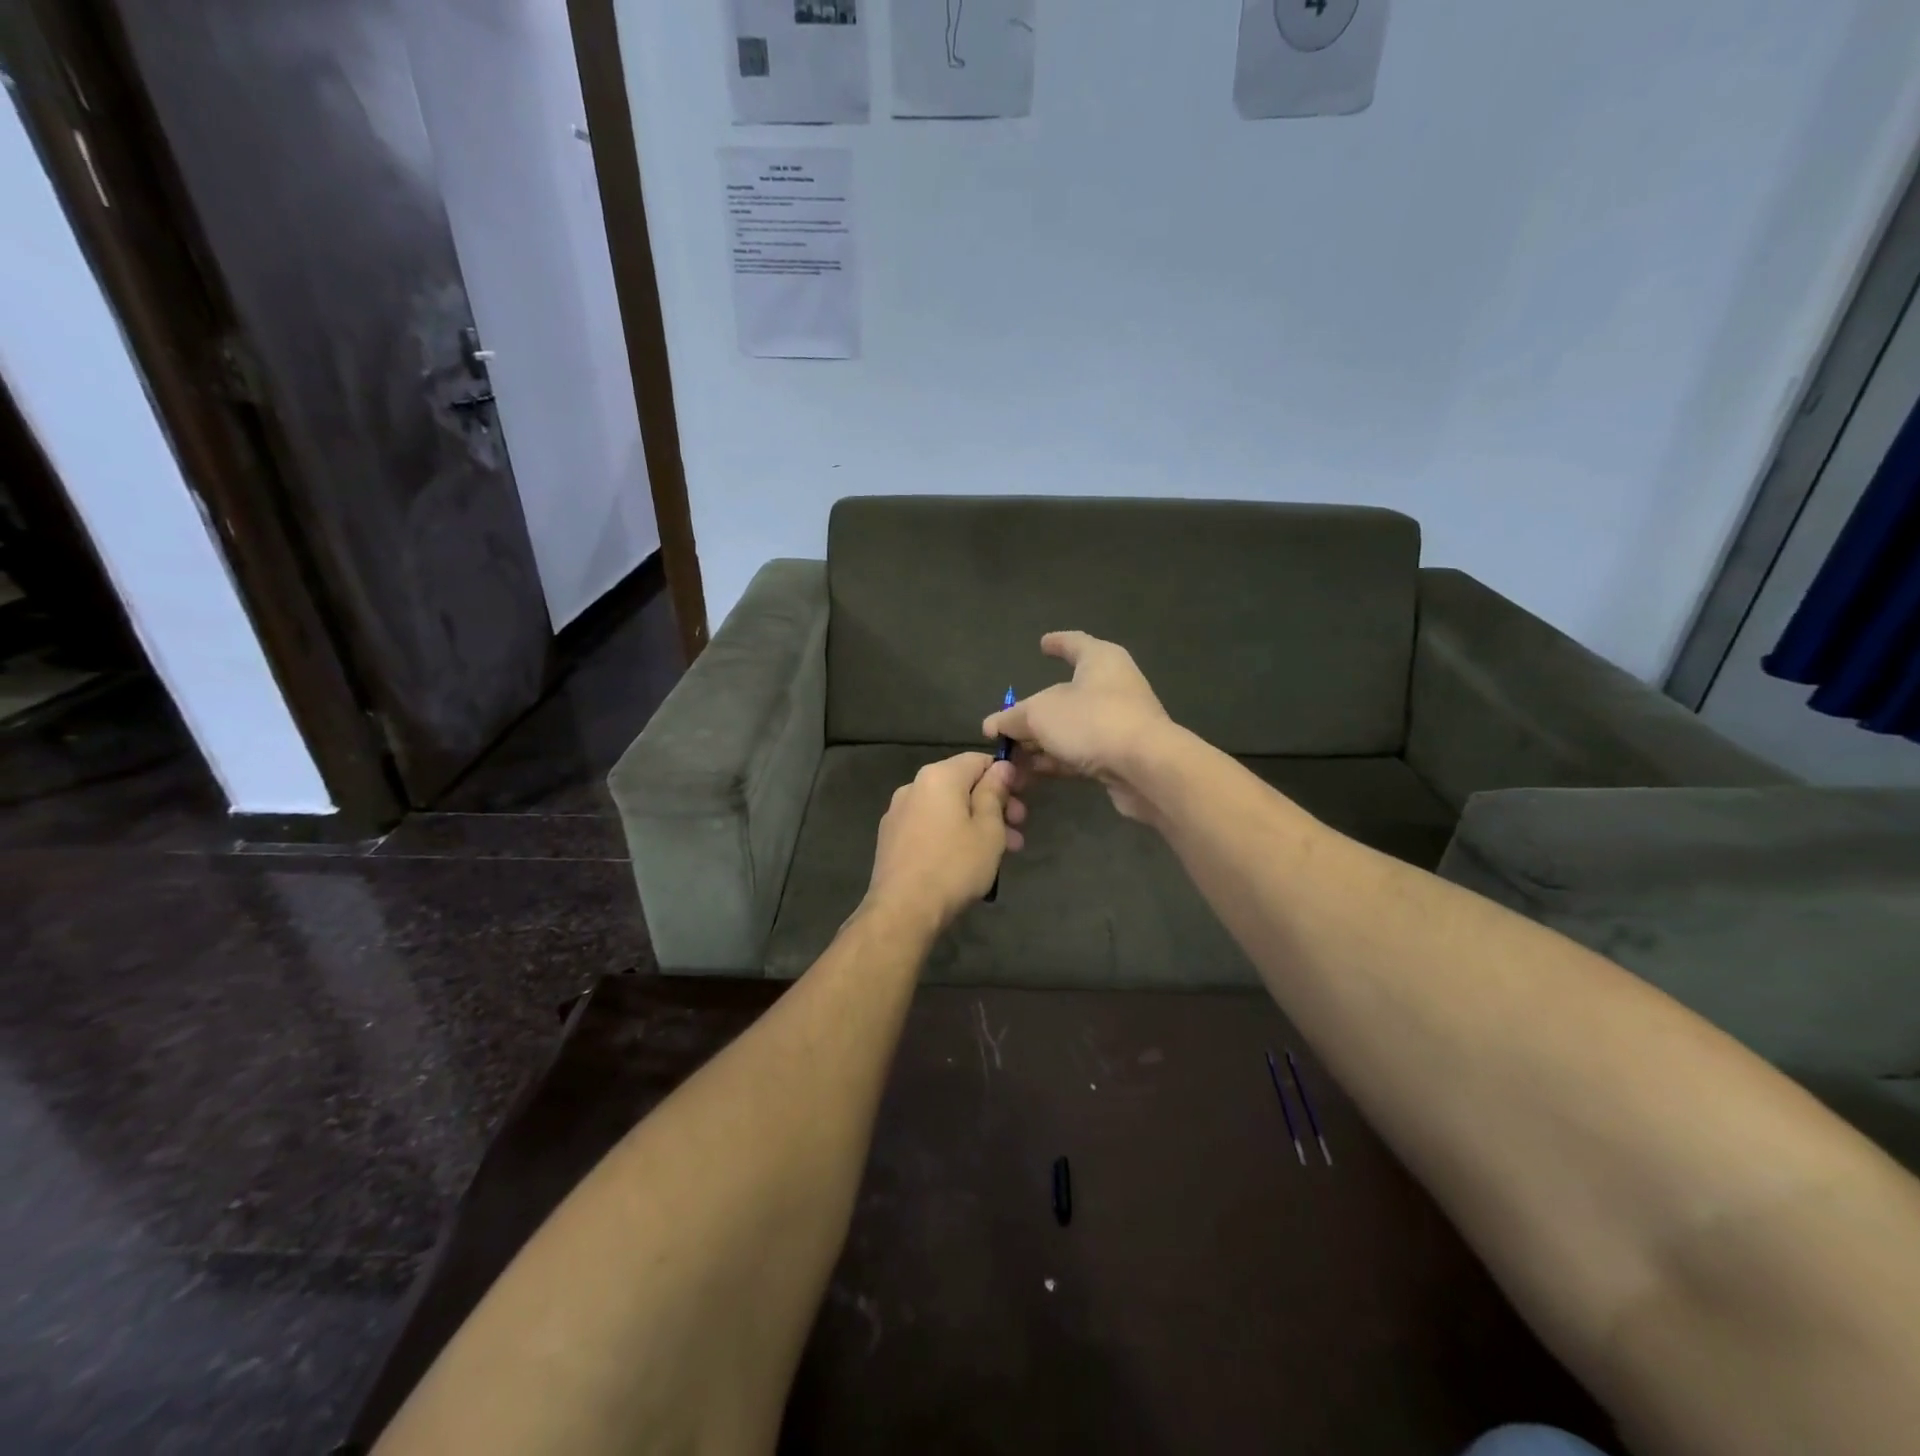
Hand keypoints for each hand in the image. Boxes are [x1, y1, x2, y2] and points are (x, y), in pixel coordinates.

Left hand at [864, 752, 1025, 932]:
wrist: (903, 909)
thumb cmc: (954, 865)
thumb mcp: (989, 829)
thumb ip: (995, 793)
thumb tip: (1001, 767)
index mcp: (938, 776)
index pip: (978, 760)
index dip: (1005, 775)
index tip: (1023, 798)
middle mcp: (914, 786)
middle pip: (962, 784)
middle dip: (994, 804)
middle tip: (1018, 829)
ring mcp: (898, 812)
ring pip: (947, 808)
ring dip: (977, 822)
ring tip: (1003, 851)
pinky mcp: (891, 837)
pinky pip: (930, 825)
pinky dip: (952, 833)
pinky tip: (968, 859)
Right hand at [982, 632, 1172, 820]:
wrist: (1146, 768)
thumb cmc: (1092, 721)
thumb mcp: (1040, 714)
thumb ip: (1013, 718)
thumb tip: (992, 724)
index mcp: (1100, 660)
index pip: (1074, 643)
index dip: (1056, 643)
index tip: (1042, 644)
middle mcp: (1112, 686)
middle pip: (1065, 694)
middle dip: (1034, 712)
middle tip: (1006, 725)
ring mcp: (1118, 722)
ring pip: (1070, 728)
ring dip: (1040, 742)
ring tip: (1010, 757)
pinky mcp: (1119, 755)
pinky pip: (1080, 752)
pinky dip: (1055, 759)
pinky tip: (1031, 772)